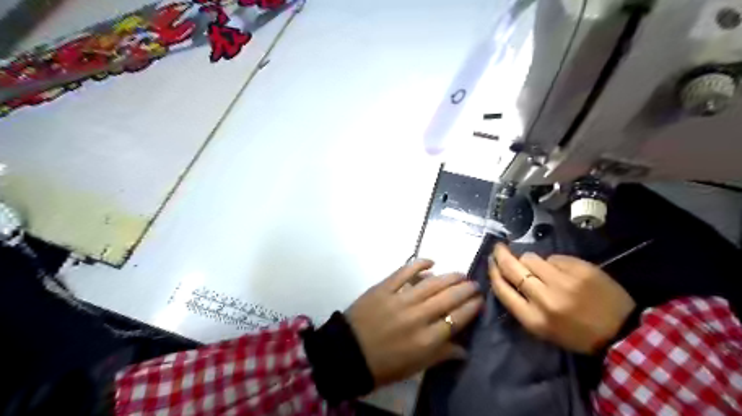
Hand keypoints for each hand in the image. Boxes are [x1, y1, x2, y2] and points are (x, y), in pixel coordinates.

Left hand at [347, 260, 481, 386]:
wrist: (347, 353)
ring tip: (460, 274)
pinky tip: (431, 261)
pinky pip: (405, 271)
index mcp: (426, 340)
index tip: (479, 300)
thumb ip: (440, 355)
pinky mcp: (384, 288)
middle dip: (465, 289)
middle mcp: (418, 317)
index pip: (456, 319)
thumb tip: (464, 349)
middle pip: (448, 298)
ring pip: (432, 283)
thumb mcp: (414, 367)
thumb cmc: (383, 366)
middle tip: (474, 284)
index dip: (471, 307)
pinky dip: (419, 264)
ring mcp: (400, 299)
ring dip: (449, 276)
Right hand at [491, 244, 633, 353]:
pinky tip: (562, 271)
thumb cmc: (576, 334)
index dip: (493, 272)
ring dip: (530, 260)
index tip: (491, 262)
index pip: (502, 289)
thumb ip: (521, 303)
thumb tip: (508, 273)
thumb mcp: (542, 328)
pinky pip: (554, 258)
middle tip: (499, 248)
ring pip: (532, 258)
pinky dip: (553, 262)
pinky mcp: (580, 269)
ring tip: (539, 267)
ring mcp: (564, 281)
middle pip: (513, 268)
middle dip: (502, 255)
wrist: (622, 332)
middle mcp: (545, 298)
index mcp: (533, 319)